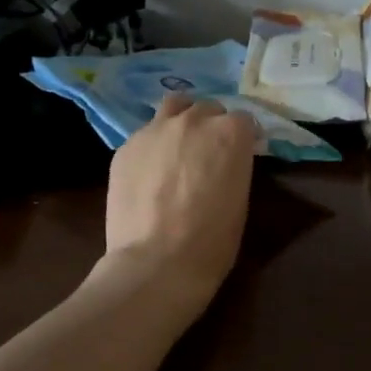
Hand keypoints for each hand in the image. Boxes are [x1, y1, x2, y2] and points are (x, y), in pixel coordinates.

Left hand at [101, 93, 257, 308]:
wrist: (157, 263)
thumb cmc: (211, 241)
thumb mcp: (240, 200)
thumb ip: (233, 167)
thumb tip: (224, 162)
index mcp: (230, 133)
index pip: (244, 120)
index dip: (243, 138)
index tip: (241, 155)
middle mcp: (193, 120)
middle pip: (208, 109)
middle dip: (211, 126)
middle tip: (208, 154)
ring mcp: (155, 129)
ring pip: (173, 108)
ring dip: (181, 120)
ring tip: (178, 147)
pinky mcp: (126, 146)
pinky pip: (145, 135)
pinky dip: (153, 146)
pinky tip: (150, 173)